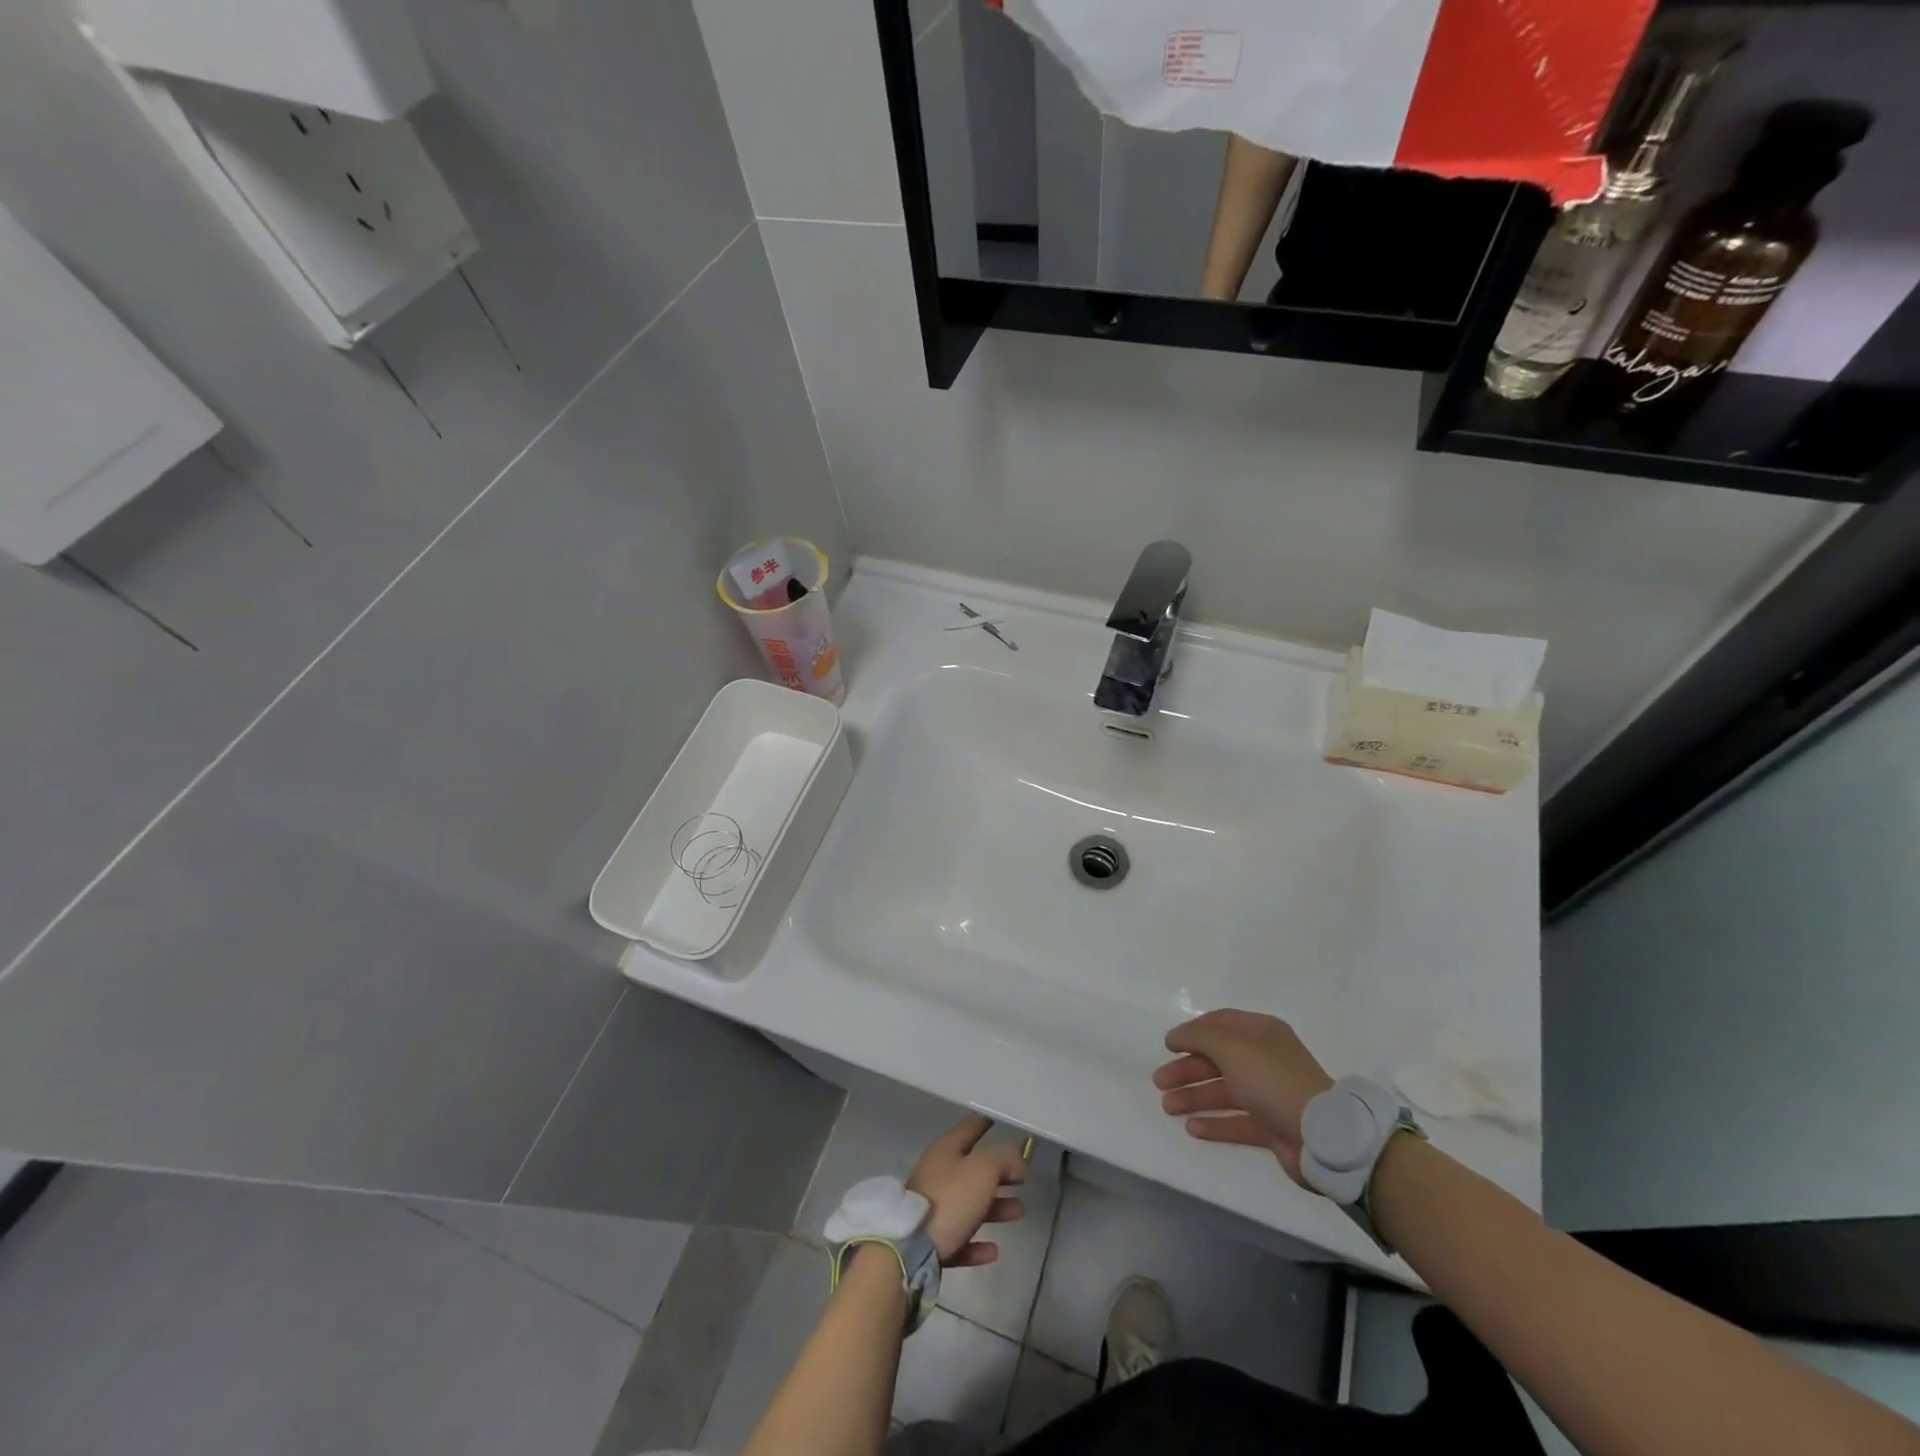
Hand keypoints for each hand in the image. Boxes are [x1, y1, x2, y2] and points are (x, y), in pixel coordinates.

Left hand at [907, 1114, 1026, 1265]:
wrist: (911, 1248)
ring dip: (995, 1208)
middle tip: (1022, 1178)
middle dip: (999, 1174)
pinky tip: (993, 1250)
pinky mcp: (932, 1241)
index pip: (970, 1127)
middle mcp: (938, 1174)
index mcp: (946, 1150)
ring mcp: (932, 1209)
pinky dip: (977, 1243)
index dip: (986, 1122)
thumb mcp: (983, 1170)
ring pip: (970, 1204)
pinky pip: (960, 1237)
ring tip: (1018, 1212)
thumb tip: (1017, 1160)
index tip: (1002, 1119)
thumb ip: (1003, 1159)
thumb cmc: (950, 1199)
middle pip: (973, 1169)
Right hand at [1154, 1009, 1334, 1183]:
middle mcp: (1265, 1059)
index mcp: (1261, 1033)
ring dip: (1194, 1097)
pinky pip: (1237, 1122)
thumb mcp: (1230, 1047)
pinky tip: (1191, 1128)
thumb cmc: (1272, 1079)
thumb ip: (1198, 1037)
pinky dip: (1214, 1123)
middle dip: (1187, 1069)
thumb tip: (1175, 1035)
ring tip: (1167, 1106)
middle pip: (1217, 1060)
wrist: (1322, 1134)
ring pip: (1224, 1092)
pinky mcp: (1273, 1127)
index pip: (1221, 1023)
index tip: (1168, 1045)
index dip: (1192, 1032)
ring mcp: (1270, 1094)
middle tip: (1159, 1082)